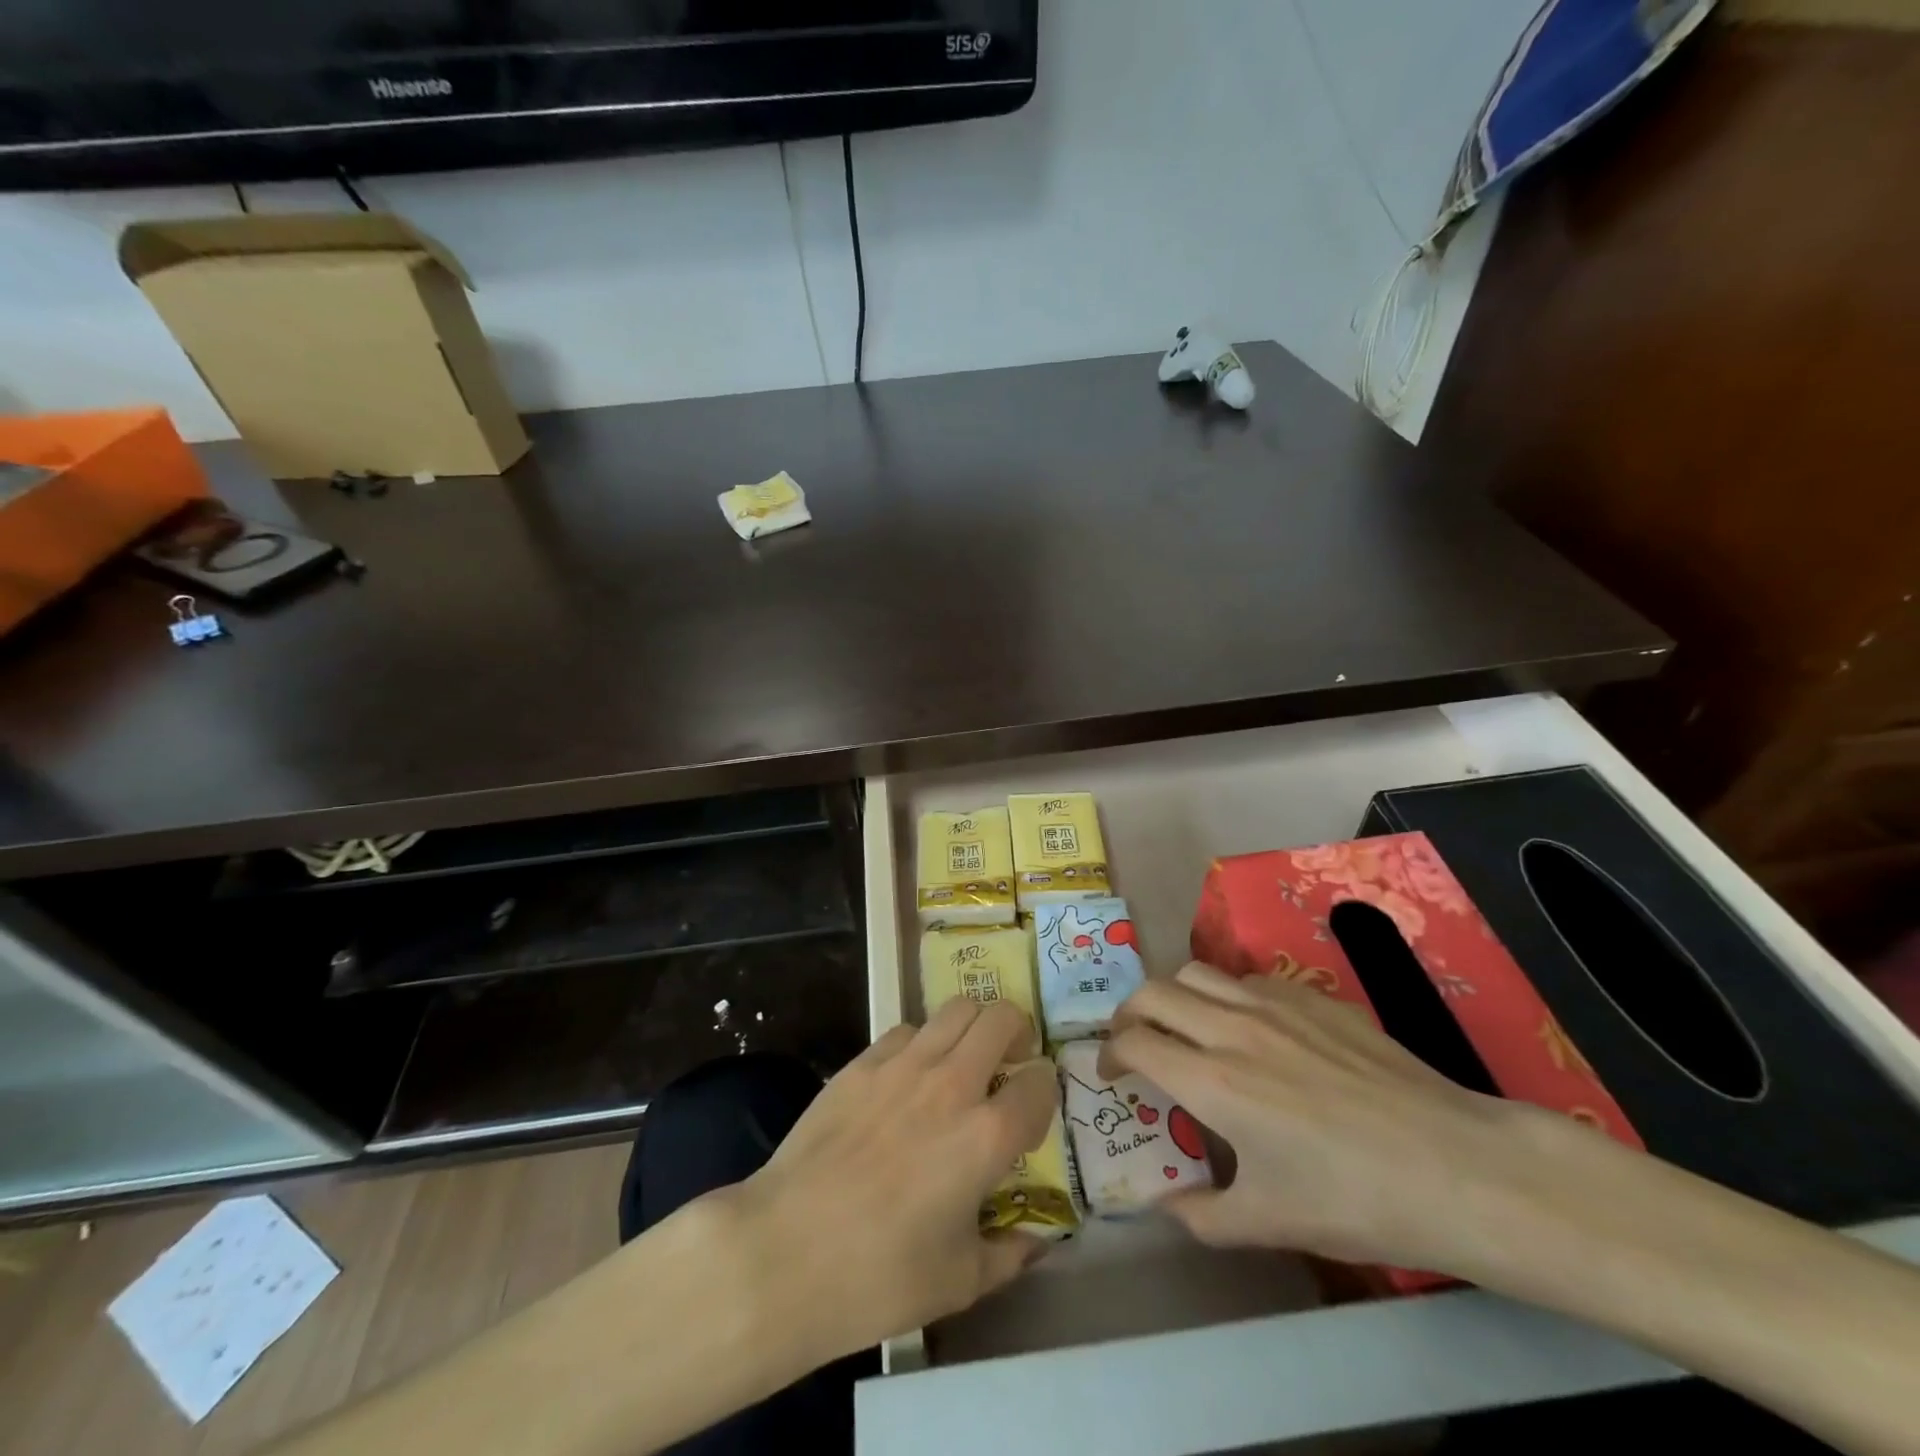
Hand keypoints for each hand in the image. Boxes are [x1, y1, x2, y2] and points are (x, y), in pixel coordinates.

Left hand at [726, 998, 1056, 1366]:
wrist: (785, 1251)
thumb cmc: (879, 1277)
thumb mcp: (960, 1282)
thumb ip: (1009, 1253)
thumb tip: (1036, 1240)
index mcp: (986, 1135)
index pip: (1039, 1083)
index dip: (1045, 1089)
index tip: (1035, 1104)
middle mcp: (952, 1084)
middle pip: (1002, 1019)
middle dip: (1017, 1033)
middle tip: (1010, 1060)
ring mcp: (903, 1065)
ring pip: (956, 1008)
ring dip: (973, 1026)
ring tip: (966, 1057)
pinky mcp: (862, 1062)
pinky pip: (908, 1030)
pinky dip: (923, 1042)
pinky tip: (910, 1076)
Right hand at [1104, 961, 1565, 1275]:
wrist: (1456, 1167)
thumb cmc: (1356, 1200)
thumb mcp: (1271, 1222)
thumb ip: (1202, 1216)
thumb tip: (1164, 1206)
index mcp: (1212, 1081)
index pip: (1134, 1043)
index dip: (1109, 1054)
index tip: (1111, 1073)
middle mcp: (1232, 1028)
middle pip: (1153, 992)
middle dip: (1129, 1014)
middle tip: (1135, 1042)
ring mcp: (1274, 1004)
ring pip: (1197, 972)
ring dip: (1176, 996)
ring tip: (1186, 1026)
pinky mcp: (1312, 996)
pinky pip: (1248, 978)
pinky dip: (1228, 994)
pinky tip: (1251, 1028)